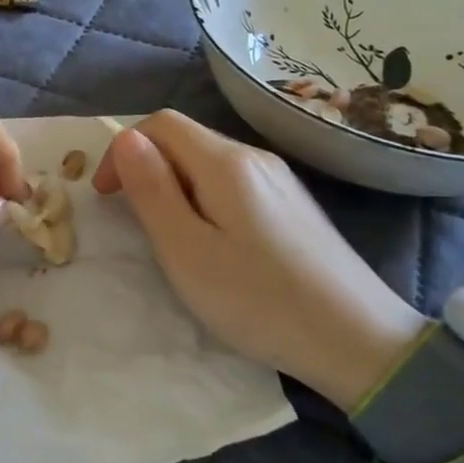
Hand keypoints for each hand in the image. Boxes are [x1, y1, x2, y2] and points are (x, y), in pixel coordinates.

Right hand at [93, 111, 427, 409]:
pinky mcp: (292, 204)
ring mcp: (279, 179)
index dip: (123, 150)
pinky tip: (213, 241)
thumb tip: (126, 139)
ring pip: (209, 161)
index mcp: (226, 163)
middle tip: (134, 221)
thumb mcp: (187, 250)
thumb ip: (152, 191)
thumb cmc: (258, 299)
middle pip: (186, 138)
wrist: (357, 339)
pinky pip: (234, 183)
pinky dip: (204, 198)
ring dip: (175, 184)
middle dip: (147, 167)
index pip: (161, 123)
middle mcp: (255, 157)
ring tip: (169, 236)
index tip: (106, 197)